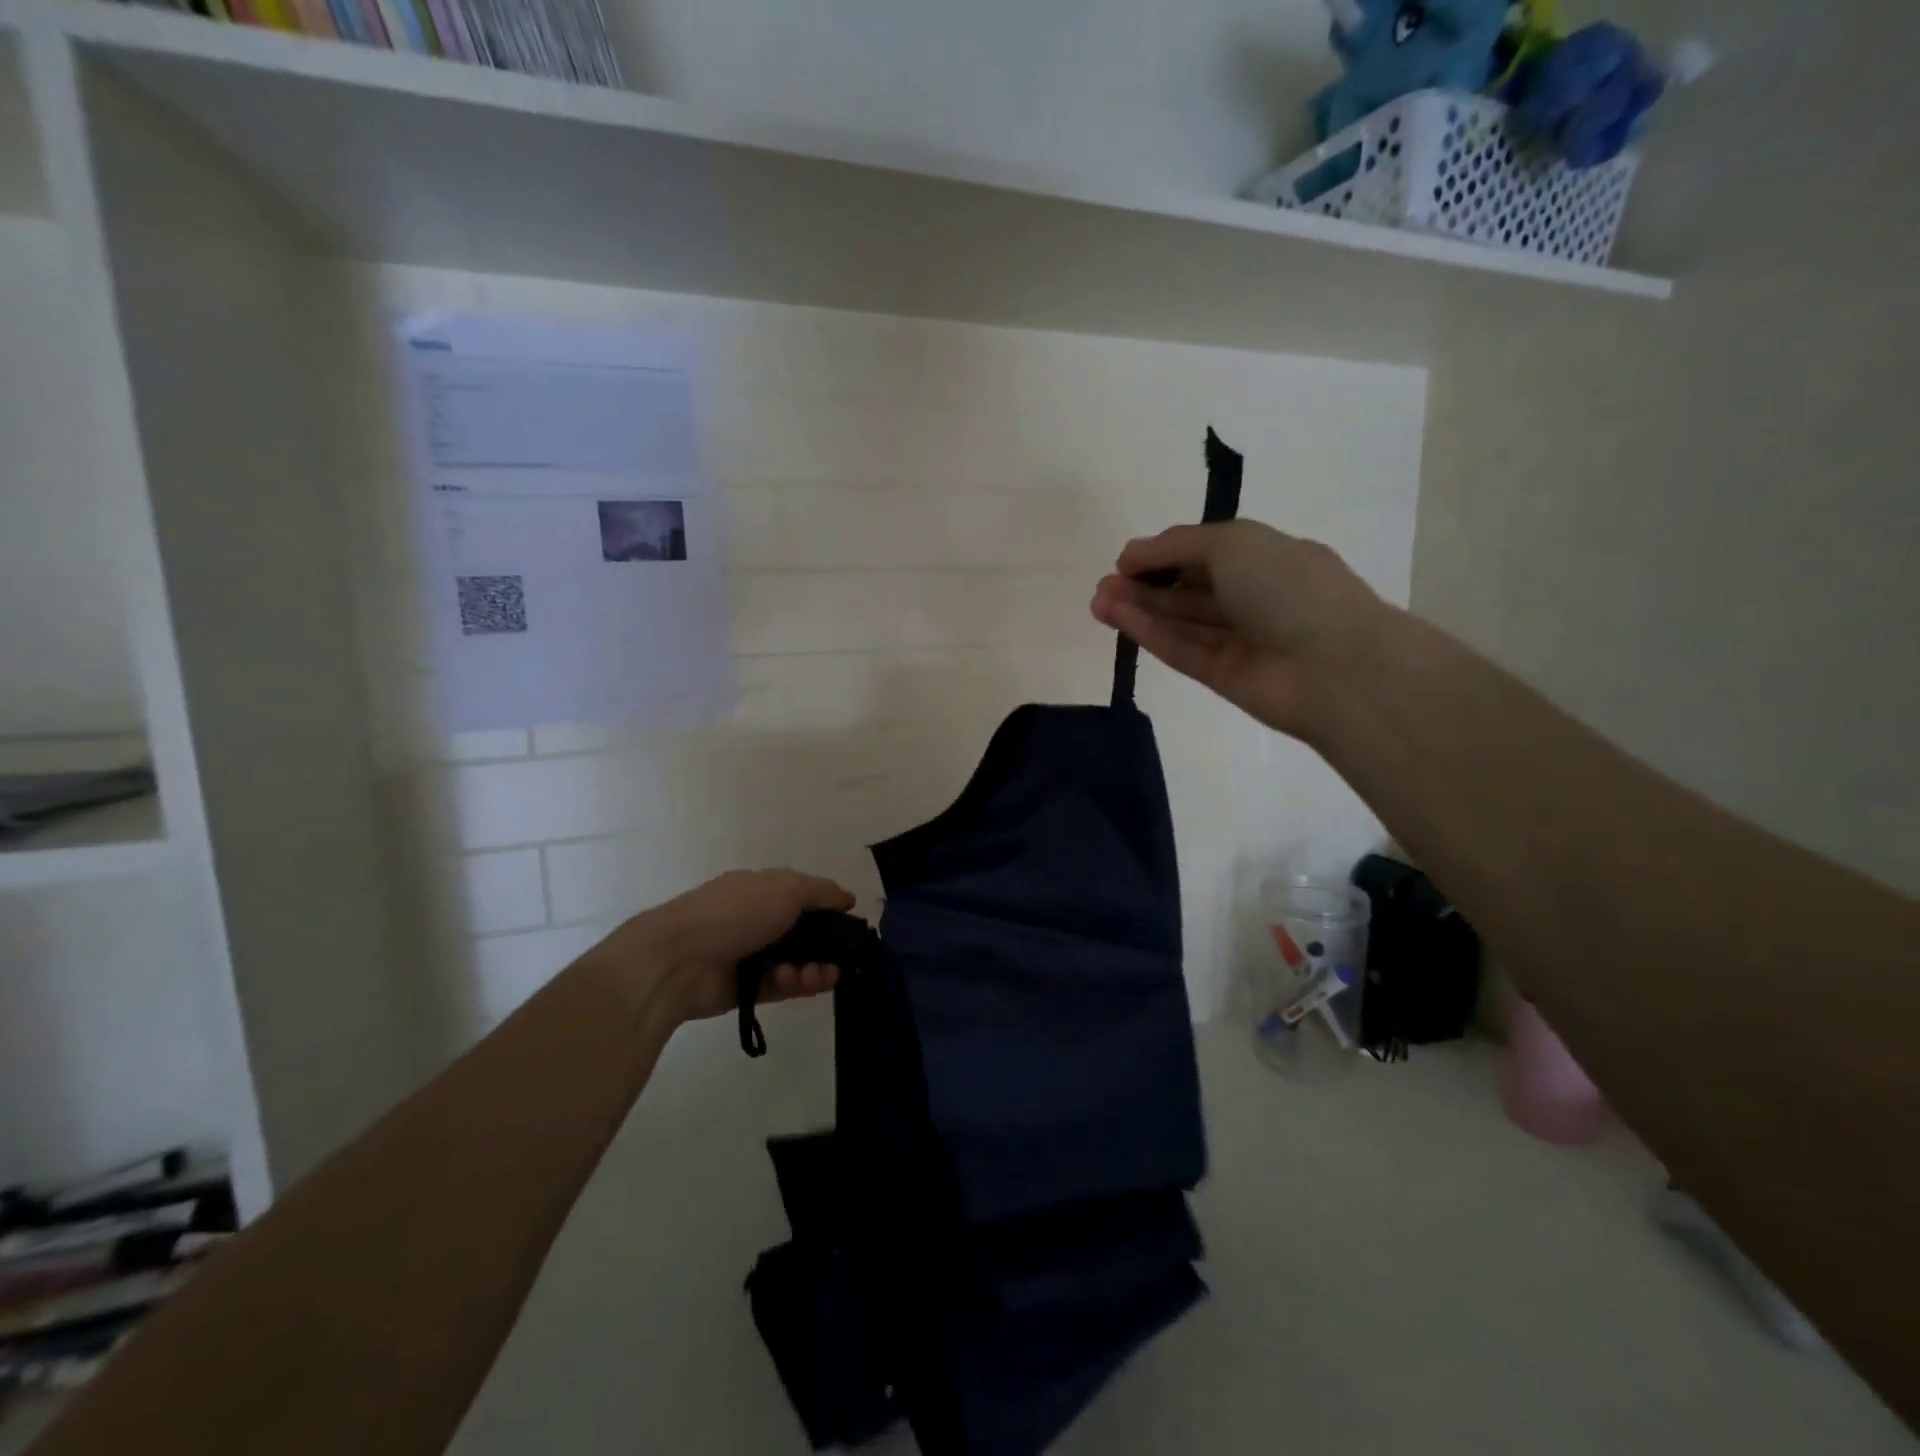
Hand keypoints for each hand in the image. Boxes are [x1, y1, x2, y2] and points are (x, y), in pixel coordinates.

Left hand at [598, 869, 856, 1024]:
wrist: (679, 959)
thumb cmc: (736, 913)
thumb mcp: (787, 889)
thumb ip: (821, 892)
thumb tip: (848, 897)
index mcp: (762, 889)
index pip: (803, 895)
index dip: (828, 907)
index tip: (850, 922)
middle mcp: (756, 919)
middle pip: (803, 933)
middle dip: (826, 945)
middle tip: (840, 958)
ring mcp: (750, 955)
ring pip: (796, 962)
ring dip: (813, 968)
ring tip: (816, 975)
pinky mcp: (745, 988)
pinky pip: (781, 987)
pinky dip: (795, 985)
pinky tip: (800, 982)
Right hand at [1090, 520, 1389, 738]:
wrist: (1334, 667)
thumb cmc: (1289, 587)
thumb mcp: (1233, 542)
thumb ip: (1178, 544)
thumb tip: (1133, 554)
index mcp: (1267, 558)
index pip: (1206, 553)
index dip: (1164, 554)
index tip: (1126, 559)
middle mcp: (1253, 597)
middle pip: (1188, 590)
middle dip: (1145, 584)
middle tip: (1103, 585)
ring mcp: (1238, 640)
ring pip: (1180, 621)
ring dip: (1139, 609)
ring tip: (1098, 601)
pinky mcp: (1223, 676)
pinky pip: (1181, 649)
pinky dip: (1150, 634)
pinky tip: (1117, 619)